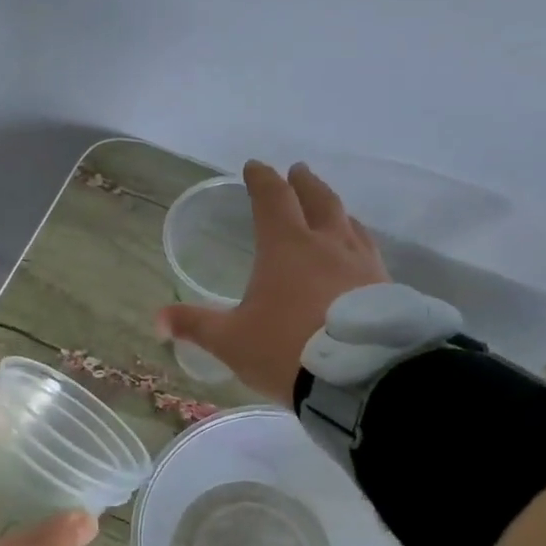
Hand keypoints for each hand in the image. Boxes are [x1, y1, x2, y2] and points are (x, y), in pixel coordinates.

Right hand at [157, 161, 389, 404]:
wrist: (360, 379)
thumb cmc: (286, 350)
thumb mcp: (231, 341)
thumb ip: (196, 326)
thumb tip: (158, 320)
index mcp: (286, 247)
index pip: (272, 199)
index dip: (261, 180)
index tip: (254, 167)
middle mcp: (328, 244)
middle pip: (318, 200)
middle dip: (304, 183)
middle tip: (297, 172)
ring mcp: (362, 264)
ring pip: (350, 223)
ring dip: (335, 210)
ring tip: (330, 210)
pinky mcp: (386, 287)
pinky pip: (369, 252)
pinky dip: (357, 242)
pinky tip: (357, 256)